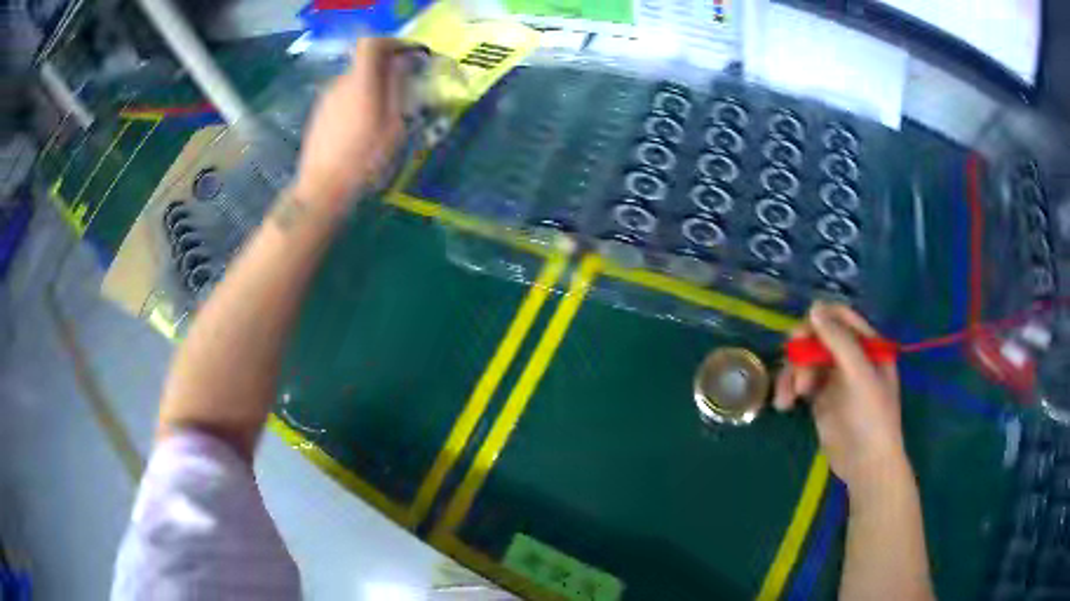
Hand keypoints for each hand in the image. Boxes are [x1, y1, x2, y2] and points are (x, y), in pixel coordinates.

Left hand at [293, 38, 408, 211]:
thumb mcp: (393, 126)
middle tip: (404, 88)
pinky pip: (343, 96)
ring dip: (372, 86)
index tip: (408, 55)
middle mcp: (340, 83)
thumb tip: (403, 61)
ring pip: (354, 80)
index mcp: (360, 82)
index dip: (391, 42)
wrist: (321, 189)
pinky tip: (363, 127)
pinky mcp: (319, 114)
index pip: (371, 43)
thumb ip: (397, 88)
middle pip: (364, 62)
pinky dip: (357, 100)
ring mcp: (326, 99)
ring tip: (384, 113)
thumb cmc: (363, 159)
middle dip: (386, 68)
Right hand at [774, 303, 909, 494]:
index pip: (842, 317)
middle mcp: (851, 357)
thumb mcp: (859, 374)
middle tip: (793, 363)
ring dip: (793, 373)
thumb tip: (814, 308)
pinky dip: (789, 390)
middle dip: (803, 351)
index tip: (801, 333)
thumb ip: (839, 340)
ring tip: (790, 395)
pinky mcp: (820, 399)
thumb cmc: (871, 416)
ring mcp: (835, 378)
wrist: (865, 464)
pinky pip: (800, 383)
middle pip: (819, 337)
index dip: (820, 319)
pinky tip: (784, 404)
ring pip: (806, 360)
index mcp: (867, 345)